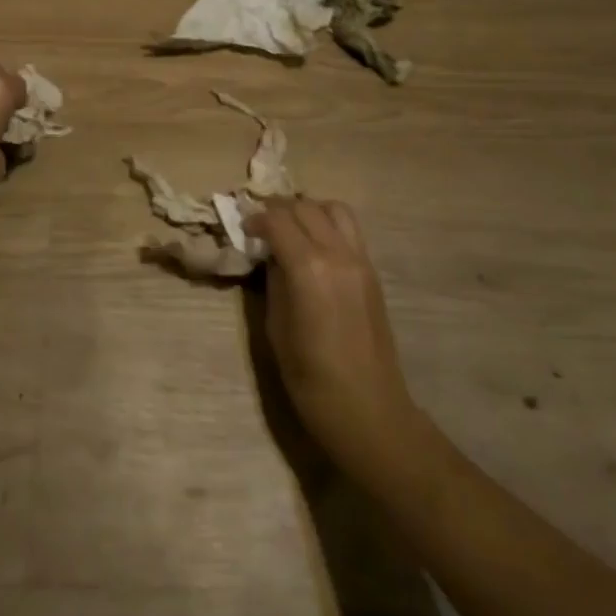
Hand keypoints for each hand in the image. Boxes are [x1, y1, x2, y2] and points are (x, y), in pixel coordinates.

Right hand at [246, 199, 425, 480]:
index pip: (277, 220)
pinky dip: (328, 223)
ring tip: (291, 227)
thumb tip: (271, 255)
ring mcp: (360, 260)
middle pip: (305, 207)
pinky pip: (349, 229)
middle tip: (261, 224)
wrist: (367, 409)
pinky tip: (313, 244)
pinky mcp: (372, 271)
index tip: (243, 229)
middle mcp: (337, 253)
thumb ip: (274, 280)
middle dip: (279, 209)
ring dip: (308, 209)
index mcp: (308, 268)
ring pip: (334, 208)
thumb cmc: (310, 377)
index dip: (255, 219)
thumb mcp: (276, 326)